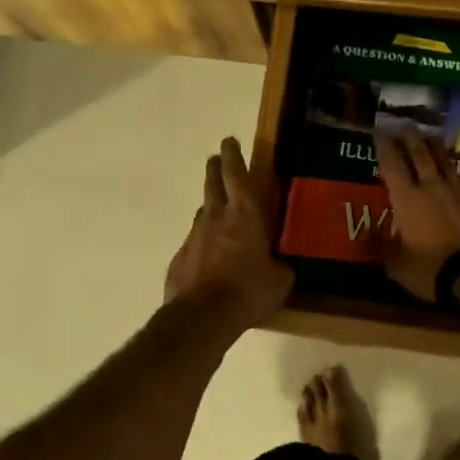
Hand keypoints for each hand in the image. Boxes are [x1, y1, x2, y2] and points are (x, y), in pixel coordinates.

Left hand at [165, 137, 293, 332]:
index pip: (236, 173)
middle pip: (212, 182)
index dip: (233, 155)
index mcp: (245, 214)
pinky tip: (209, 257)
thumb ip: (280, 267)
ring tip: (218, 212)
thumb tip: (280, 267)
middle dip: (215, 168)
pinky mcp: (179, 257)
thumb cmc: (248, 291)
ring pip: (202, 212)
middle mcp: (216, 216)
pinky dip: (202, 243)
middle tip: (217, 160)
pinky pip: (194, 242)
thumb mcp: (279, 281)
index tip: (229, 141)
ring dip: (210, 207)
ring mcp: (194, 236)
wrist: (202, 317)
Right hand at [377, 133, 459, 301]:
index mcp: (407, 198)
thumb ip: (381, 246)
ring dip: (436, 148)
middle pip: (420, 154)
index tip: (380, 132)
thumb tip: (367, 235)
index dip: (385, 146)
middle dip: (411, 138)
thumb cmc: (430, 268)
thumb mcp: (397, 264)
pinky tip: (458, 171)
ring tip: (430, 137)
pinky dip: (458, 172)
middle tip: (405, 125)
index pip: (392, 164)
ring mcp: (459, 192)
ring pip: (445, 161)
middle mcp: (432, 187)